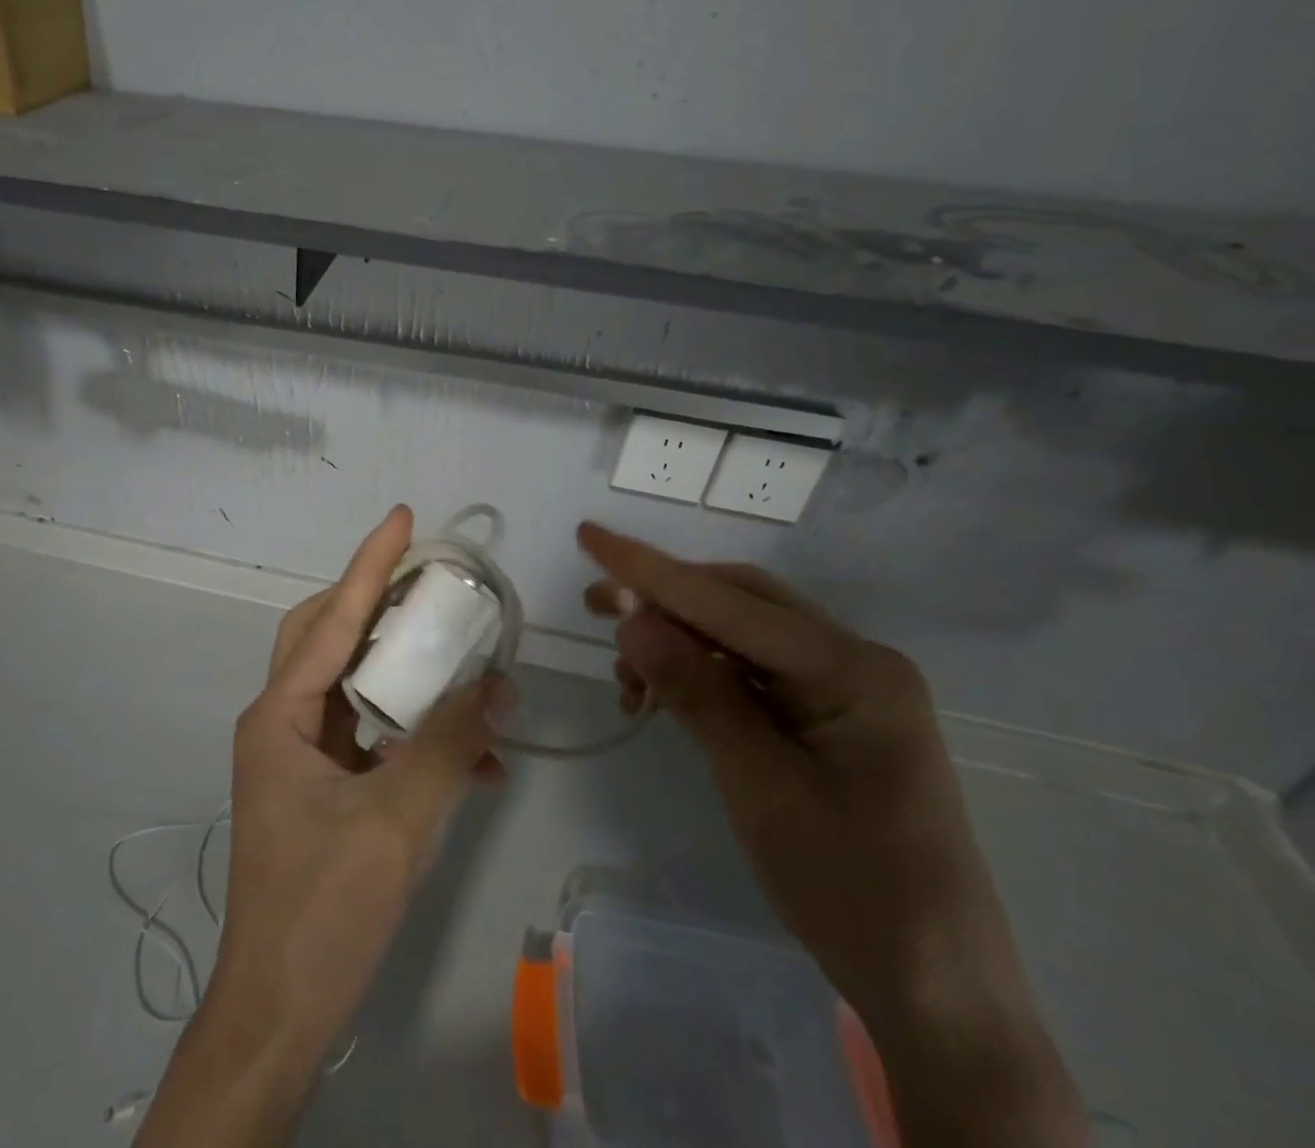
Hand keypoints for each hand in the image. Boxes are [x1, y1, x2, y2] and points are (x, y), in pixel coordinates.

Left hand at [137, 506, 510, 1146]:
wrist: (279, 1013)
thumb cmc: (323, 912)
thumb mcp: (395, 823)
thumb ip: (448, 746)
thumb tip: (498, 684)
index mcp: (281, 716)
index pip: (331, 621)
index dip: (370, 566)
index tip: (401, 518)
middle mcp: (282, 722)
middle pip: (327, 637)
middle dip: (375, 603)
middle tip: (427, 581)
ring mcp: (300, 755)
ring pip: (350, 682)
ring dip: (401, 667)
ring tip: (454, 649)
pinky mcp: (321, 787)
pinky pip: (368, 733)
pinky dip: (411, 728)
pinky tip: (468, 750)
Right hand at [578, 522, 1085, 1147]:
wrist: (936, 991)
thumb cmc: (850, 887)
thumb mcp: (759, 785)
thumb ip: (697, 691)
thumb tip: (631, 618)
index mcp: (852, 669)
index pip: (730, 602)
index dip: (651, 569)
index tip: (589, 535)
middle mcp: (853, 661)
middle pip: (739, 604)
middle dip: (663, 599)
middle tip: (595, 607)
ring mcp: (844, 689)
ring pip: (741, 635)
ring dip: (678, 641)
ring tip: (625, 674)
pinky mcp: (829, 717)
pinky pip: (752, 672)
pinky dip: (700, 674)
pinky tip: (662, 696)